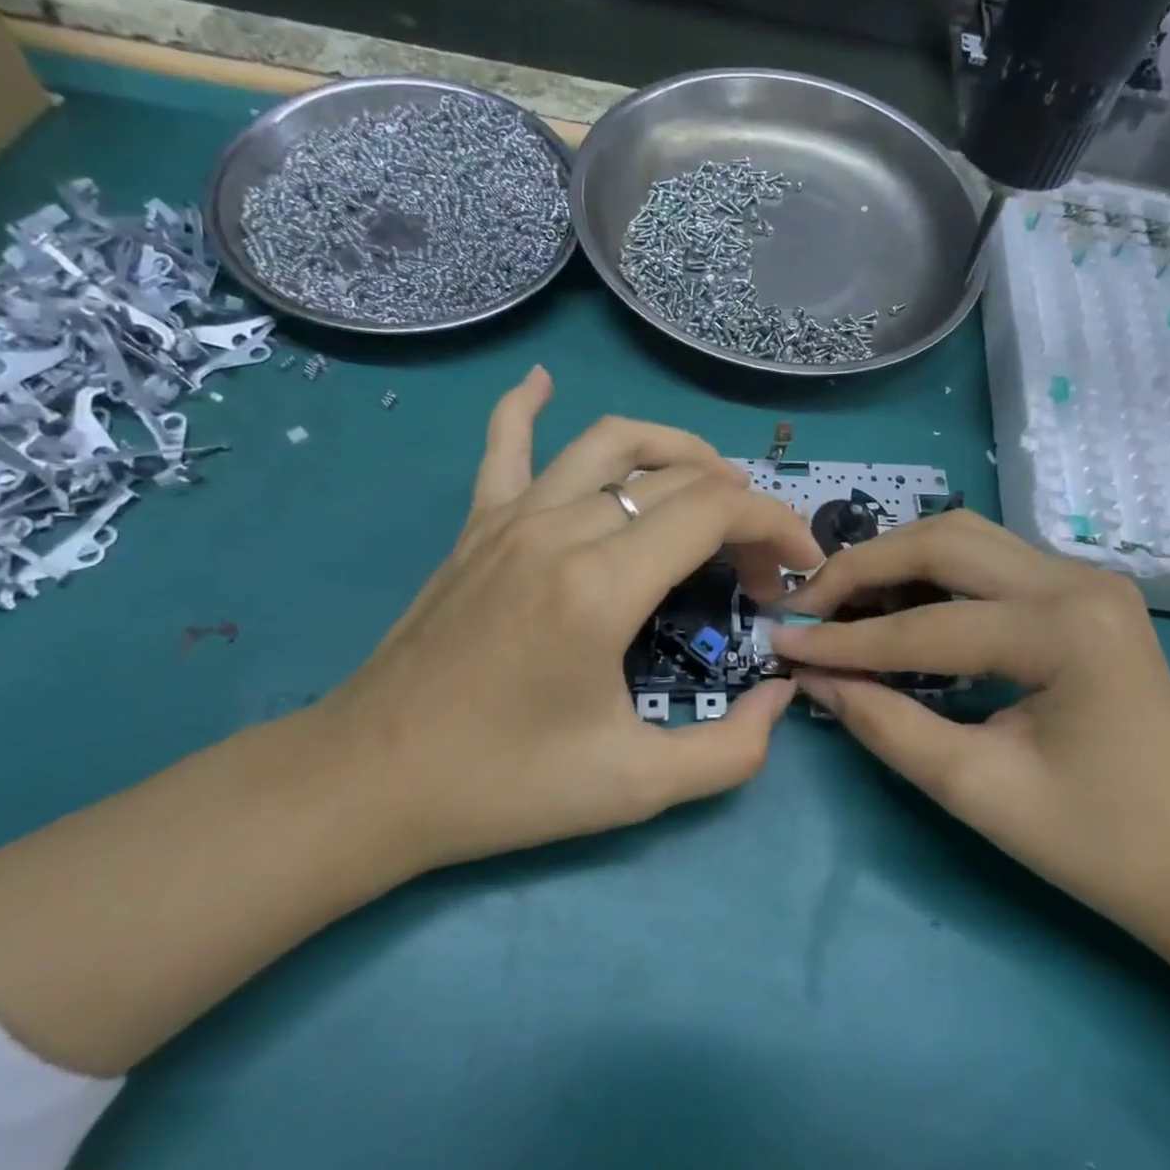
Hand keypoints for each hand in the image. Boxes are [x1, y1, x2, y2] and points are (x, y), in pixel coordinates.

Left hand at [313, 367, 822, 872]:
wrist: (370, 782)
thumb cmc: (504, 785)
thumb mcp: (636, 788)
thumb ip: (730, 749)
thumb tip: (780, 696)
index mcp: (601, 586)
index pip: (714, 512)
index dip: (775, 525)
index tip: (799, 566)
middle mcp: (560, 530)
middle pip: (677, 479)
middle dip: (740, 511)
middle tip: (758, 568)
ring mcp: (511, 518)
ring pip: (609, 443)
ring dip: (675, 451)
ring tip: (709, 483)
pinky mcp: (475, 526)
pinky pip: (504, 444)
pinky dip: (527, 405)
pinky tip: (542, 382)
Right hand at [771, 511, 1169, 928]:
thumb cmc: (1095, 841)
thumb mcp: (975, 789)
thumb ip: (884, 724)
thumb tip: (810, 676)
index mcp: (1067, 631)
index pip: (928, 625)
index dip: (844, 640)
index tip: (780, 643)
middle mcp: (1079, 582)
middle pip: (944, 542)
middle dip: (863, 569)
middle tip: (806, 606)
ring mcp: (1086, 580)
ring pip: (964, 538)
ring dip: (895, 561)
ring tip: (841, 601)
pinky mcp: (1081, 594)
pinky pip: (987, 561)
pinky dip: (930, 574)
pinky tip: (895, 602)